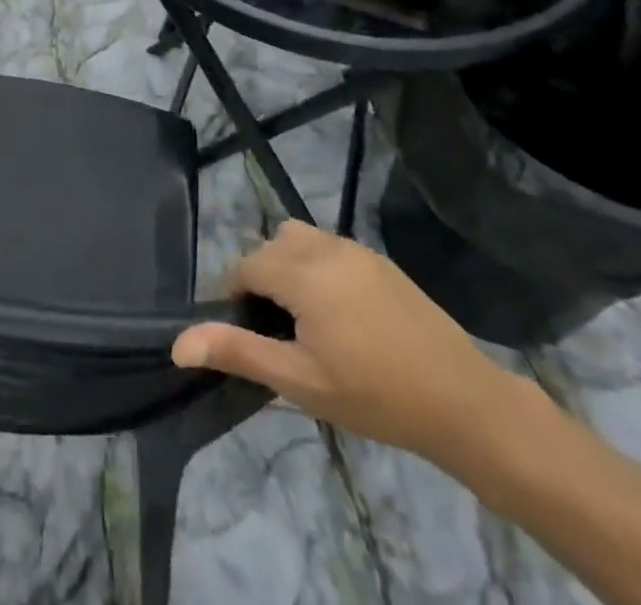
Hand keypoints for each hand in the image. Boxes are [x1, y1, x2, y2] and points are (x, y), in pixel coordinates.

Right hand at [173, 222, 517, 470]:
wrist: (462, 401)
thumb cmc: (374, 396)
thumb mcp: (300, 381)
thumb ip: (238, 352)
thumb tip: (178, 343)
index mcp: (302, 272)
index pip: (246, 265)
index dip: (236, 297)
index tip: (248, 336)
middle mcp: (325, 247)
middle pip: (271, 245)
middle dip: (262, 279)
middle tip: (277, 333)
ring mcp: (356, 249)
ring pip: (299, 238)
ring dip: (288, 266)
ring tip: (304, 319)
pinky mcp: (379, 260)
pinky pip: (330, 246)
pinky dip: (317, 266)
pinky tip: (340, 314)